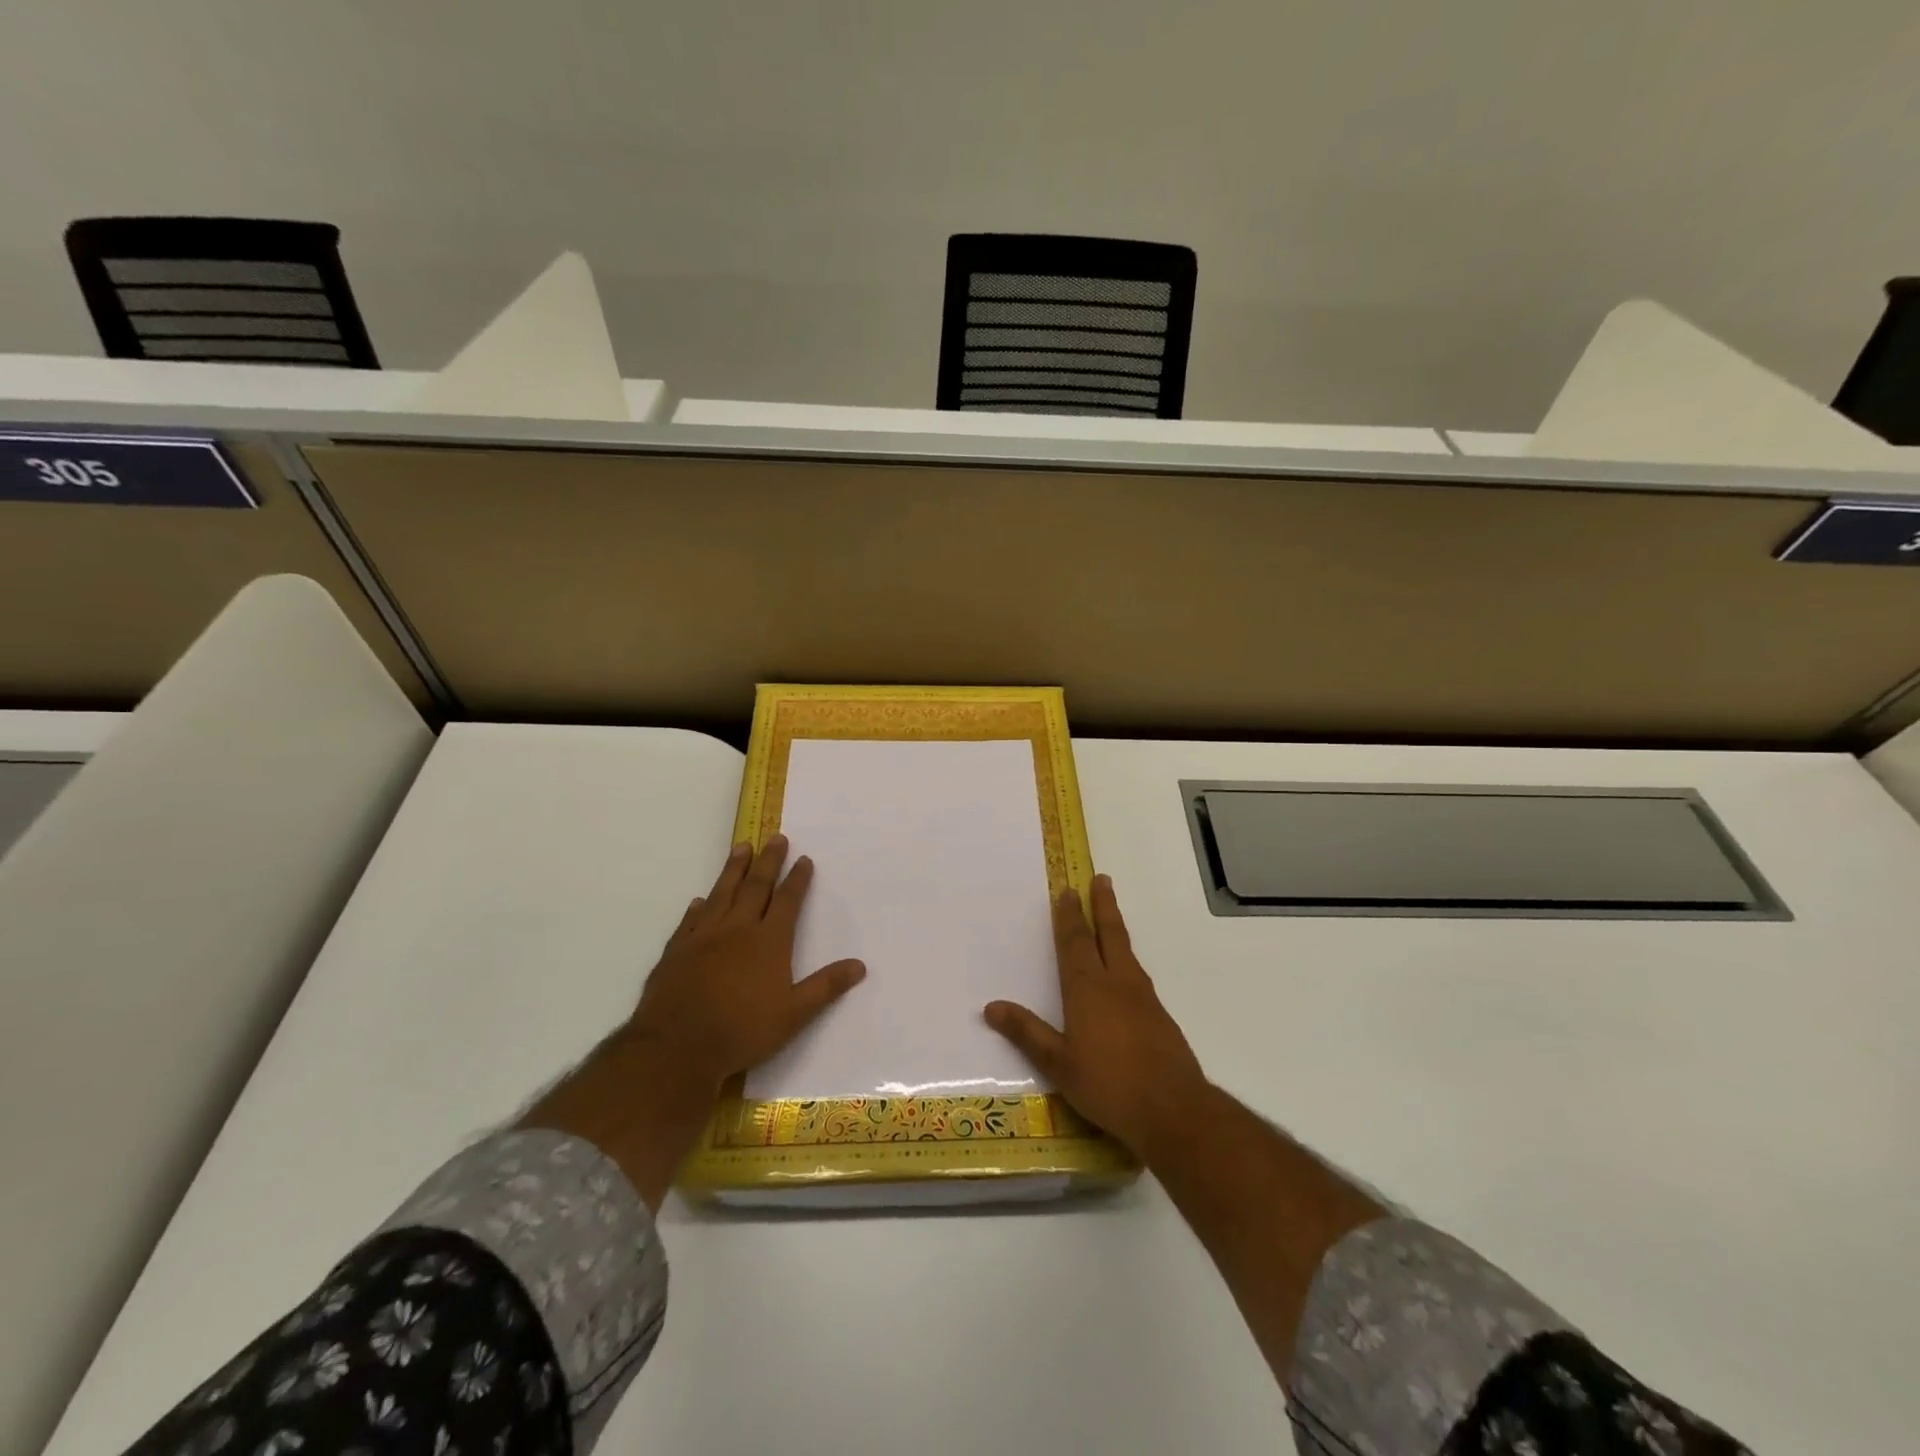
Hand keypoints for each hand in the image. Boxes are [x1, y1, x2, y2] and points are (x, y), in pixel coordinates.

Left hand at [629, 835, 866, 1092]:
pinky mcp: (677, 950)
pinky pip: (691, 919)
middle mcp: (737, 929)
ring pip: (722, 893)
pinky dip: (699, 906)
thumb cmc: (742, 1030)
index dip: (798, 879)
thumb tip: (860, 965)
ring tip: (741, 847)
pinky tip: (700, 900)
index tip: (804, 859)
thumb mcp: (794, 1015)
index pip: (788, 901)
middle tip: (775, 837)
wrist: (677, 1046)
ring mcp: (704, 936)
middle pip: (756, 886)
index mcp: (769, 941)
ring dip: (734, 869)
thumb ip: (826, 987)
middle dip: (769, 861)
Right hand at [984, 874, 1210, 1162]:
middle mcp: (1117, 983)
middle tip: (1102, 879)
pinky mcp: (1160, 1016)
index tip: (1069, 890)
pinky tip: (1126, 973)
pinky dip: (1127, 958)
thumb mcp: (1059, 1064)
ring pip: (1126, 951)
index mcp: (1088, 989)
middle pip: (1109, 934)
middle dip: (1103, 905)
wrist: (1174, 1110)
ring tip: (1111, 917)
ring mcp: (1144, 998)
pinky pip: (1138, 974)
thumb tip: (991, 1007)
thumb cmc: (1109, 1086)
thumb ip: (1027, 1033)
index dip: (1071, 915)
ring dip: (1116, 928)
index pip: (1076, 942)